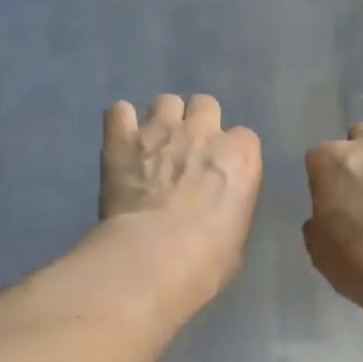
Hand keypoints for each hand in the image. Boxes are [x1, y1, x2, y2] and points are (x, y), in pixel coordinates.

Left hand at [100, 94, 262, 309]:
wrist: (153, 257)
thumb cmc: (207, 259)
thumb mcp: (236, 237)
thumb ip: (230, 207)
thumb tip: (216, 210)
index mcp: (241, 155)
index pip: (244, 138)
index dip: (230, 154)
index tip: (219, 174)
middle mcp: (203, 131)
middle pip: (205, 105)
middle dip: (198, 122)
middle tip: (187, 151)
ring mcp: (160, 130)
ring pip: (165, 101)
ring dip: (162, 119)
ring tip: (153, 145)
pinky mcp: (121, 139)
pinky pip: (119, 111)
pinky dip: (121, 123)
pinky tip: (121, 142)